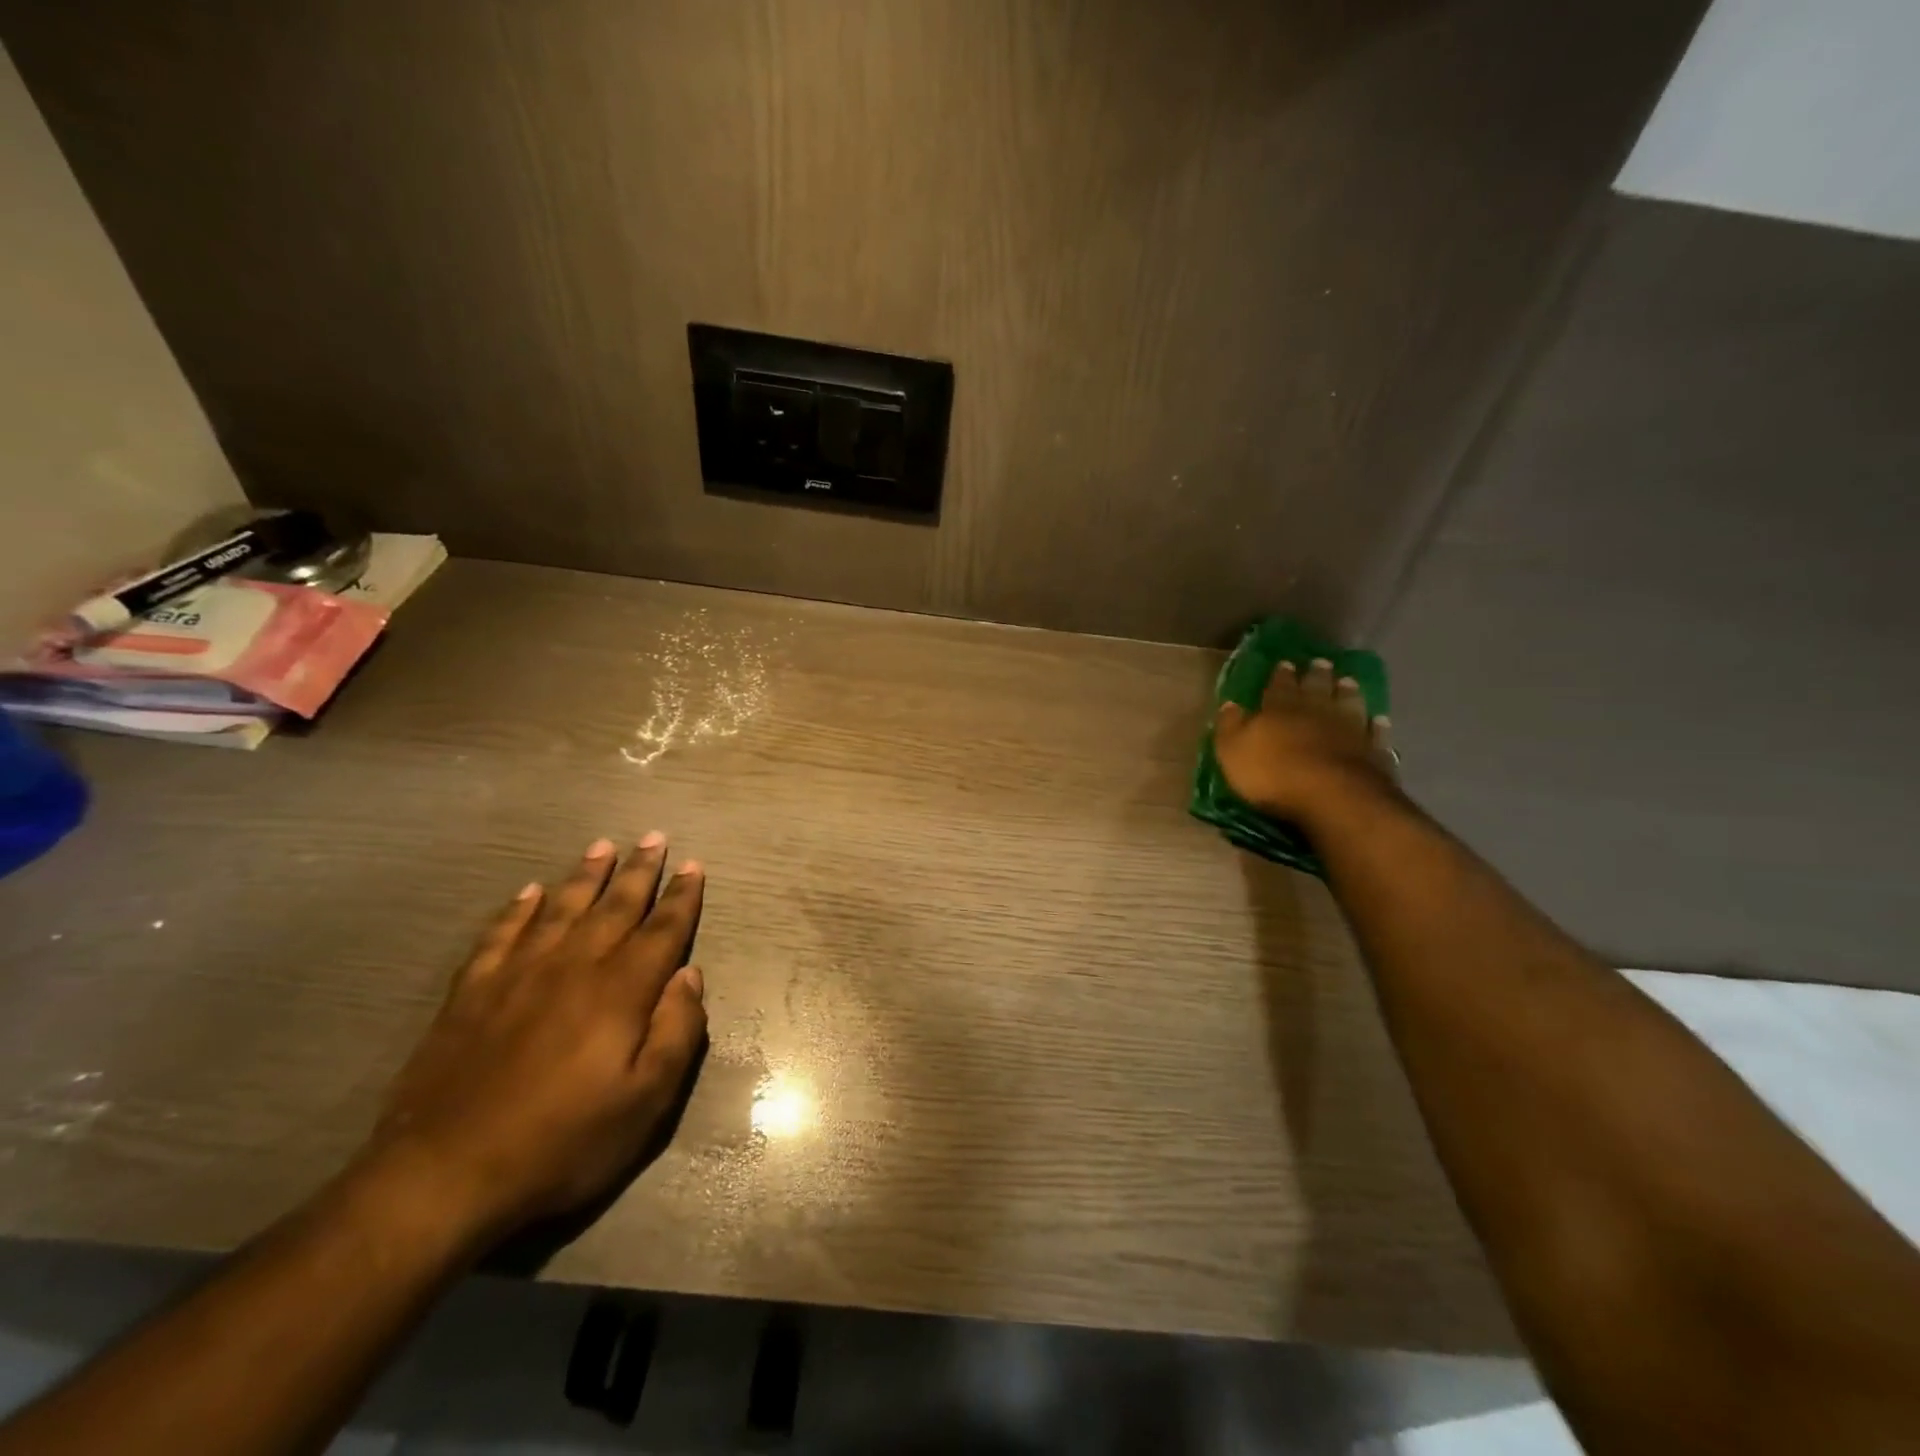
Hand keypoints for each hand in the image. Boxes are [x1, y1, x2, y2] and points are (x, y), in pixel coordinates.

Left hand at [355, 835, 707, 1248]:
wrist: (442, 1176)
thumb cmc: (561, 1143)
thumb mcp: (644, 1102)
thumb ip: (677, 1032)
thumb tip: (690, 975)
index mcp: (620, 992)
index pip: (662, 930)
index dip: (682, 897)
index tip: (694, 865)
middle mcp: (573, 967)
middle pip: (615, 906)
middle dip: (640, 870)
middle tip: (654, 836)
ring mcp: (517, 974)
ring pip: (561, 908)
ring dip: (585, 875)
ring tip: (602, 845)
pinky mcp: (471, 992)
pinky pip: (501, 934)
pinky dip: (518, 909)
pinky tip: (529, 891)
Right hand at [1212, 657, 1396, 823]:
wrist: (1331, 796)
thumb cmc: (1272, 774)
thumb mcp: (1233, 751)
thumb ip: (1231, 726)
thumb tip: (1230, 704)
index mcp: (1279, 709)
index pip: (1278, 686)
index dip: (1280, 675)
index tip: (1285, 662)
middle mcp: (1316, 712)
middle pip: (1317, 689)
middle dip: (1317, 675)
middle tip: (1321, 662)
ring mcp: (1349, 730)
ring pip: (1349, 704)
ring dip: (1348, 692)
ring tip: (1348, 681)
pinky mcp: (1373, 753)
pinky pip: (1376, 734)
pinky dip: (1377, 726)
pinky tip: (1380, 719)